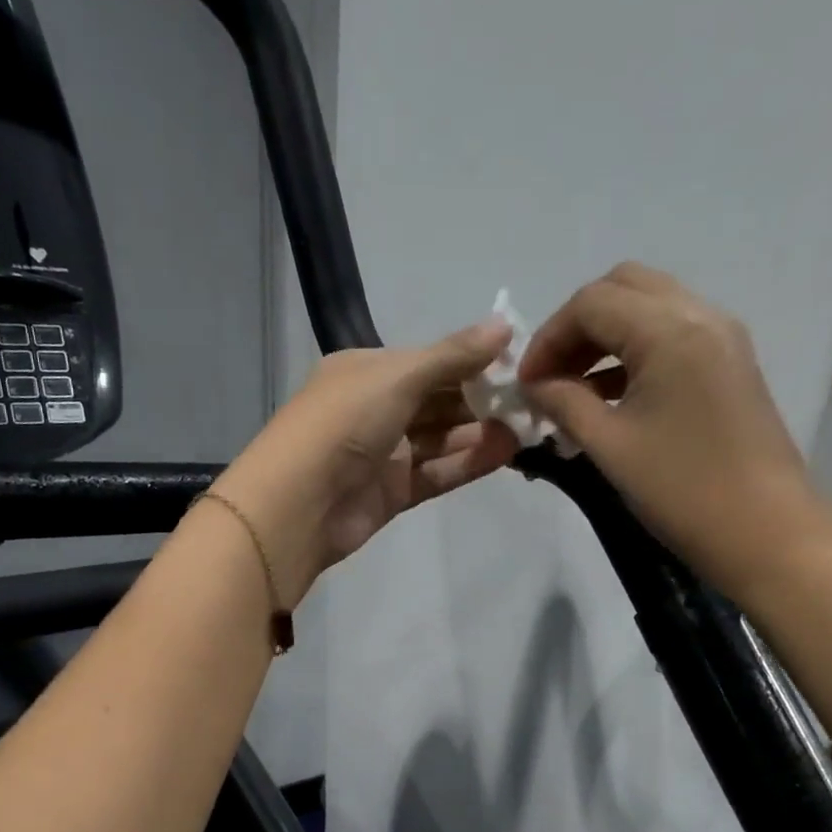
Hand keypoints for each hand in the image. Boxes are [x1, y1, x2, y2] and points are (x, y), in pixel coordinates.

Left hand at [210, 319, 517, 606]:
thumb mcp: (398, 377)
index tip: (519, 364)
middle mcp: (374, 409)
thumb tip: (505, 326)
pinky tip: (506, 453)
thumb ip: (453, 356)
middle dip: (482, 400)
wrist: (300, 505)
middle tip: (532, 401)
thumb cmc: (344, 424)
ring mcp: (383, 454)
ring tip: (528, 427)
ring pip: (441, 440)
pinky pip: (437, 473)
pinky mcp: (391, 494)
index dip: (472, 361)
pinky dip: (468, 463)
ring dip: (481, 433)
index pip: (429, 362)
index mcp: (367, 372)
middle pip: (438, 401)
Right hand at [518, 263, 831, 599]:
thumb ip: (564, 404)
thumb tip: (534, 386)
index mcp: (669, 331)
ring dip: (604, 337)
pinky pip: (671, 334)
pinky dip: (633, 351)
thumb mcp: (609, 446)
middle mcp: (700, 316)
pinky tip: (610, 396)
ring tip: (573, 389)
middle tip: (550, 376)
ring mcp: (722, 337)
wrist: (765, 532)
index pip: (591, 303)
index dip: (547, 338)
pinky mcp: (730, 364)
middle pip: (623, 287)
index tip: (526, 385)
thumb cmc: (681, 490)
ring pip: (649, 307)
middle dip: (576, 326)